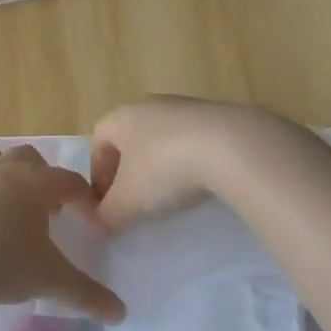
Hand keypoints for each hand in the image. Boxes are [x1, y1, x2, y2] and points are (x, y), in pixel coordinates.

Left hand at [0, 147, 124, 322]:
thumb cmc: (0, 263)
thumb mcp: (50, 281)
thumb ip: (87, 294)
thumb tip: (121, 314)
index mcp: (36, 185)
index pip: (70, 181)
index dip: (83, 197)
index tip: (89, 217)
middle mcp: (4, 171)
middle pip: (30, 158)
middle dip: (42, 177)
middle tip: (46, 208)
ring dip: (4, 172)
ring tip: (8, 202)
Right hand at [89, 96, 281, 230]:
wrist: (233, 147)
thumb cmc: (165, 169)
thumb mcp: (127, 202)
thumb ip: (106, 215)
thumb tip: (99, 224)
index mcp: (121, 117)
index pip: (97, 141)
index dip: (97, 173)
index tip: (106, 202)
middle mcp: (151, 105)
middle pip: (131, 139)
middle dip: (130, 171)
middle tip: (136, 201)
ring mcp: (188, 108)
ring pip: (164, 140)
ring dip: (162, 166)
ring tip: (171, 196)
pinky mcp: (221, 118)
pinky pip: (195, 142)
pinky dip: (192, 163)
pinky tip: (201, 185)